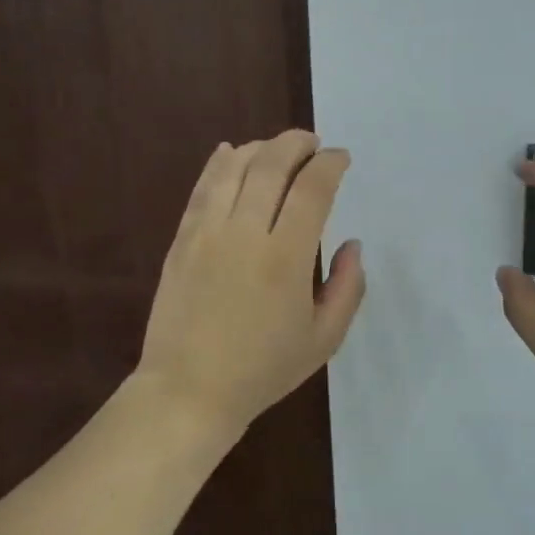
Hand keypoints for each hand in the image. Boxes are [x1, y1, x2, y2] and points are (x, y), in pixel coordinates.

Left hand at [136, 129, 365, 437]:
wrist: (189, 391)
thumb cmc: (262, 370)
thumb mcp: (324, 340)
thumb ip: (348, 288)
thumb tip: (352, 244)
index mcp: (286, 258)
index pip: (312, 189)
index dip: (330, 164)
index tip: (340, 158)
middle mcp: (245, 233)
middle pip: (271, 164)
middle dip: (296, 143)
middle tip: (312, 143)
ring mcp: (207, 233)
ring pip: (234, 168)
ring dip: (259, 147)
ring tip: (276, 149)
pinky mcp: (182, 239)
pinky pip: (202, 188)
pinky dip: (219, 163)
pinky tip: (229, 152)